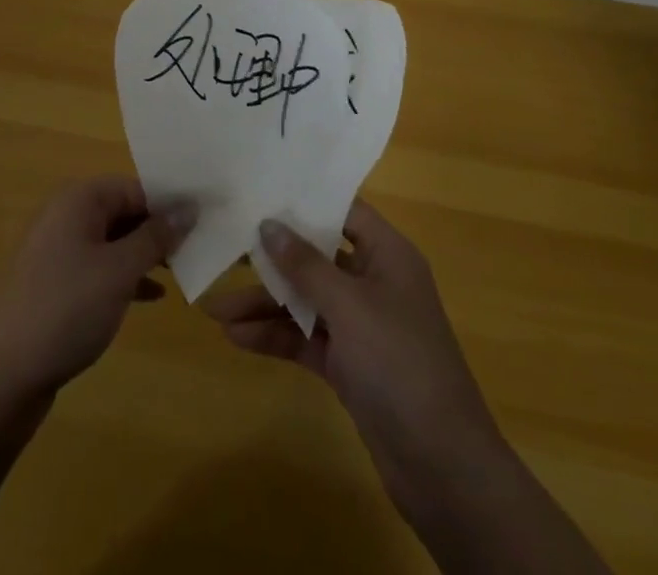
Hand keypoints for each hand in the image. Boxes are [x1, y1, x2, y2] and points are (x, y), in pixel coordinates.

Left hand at [0, 177, 193, 407]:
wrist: (0, 377)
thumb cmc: (65, 309)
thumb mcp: (119, 270)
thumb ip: (156, 236)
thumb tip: (188, 207)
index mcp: (79, 198)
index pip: (137, 186)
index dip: (172, 202)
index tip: (208, 220)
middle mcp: (66, 215)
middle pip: (125, 210)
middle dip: (161, 229)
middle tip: (200, 248)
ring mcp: (58, 250)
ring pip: (114, 240)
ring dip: (146, 254)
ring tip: (183, 270)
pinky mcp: (55, 283)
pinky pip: (100, 267)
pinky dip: (126, 277)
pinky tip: (152, 296)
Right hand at [205, 201, 506, 524]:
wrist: (442, 468)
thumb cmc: (400, 364)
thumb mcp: (350, 306)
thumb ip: (305, 264)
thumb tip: (269, 224)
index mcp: (387, 255)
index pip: (343, 212)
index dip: (304, 201)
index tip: (260, 190)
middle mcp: (374, 282)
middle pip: (316, 257)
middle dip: (272, 259)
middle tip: (225, 247)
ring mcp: (361, 326)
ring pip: (305, 301)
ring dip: (264, 305)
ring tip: (215, 310)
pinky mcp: (349, 364)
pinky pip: (305, 338)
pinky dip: (275, 336)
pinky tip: (237, 337)